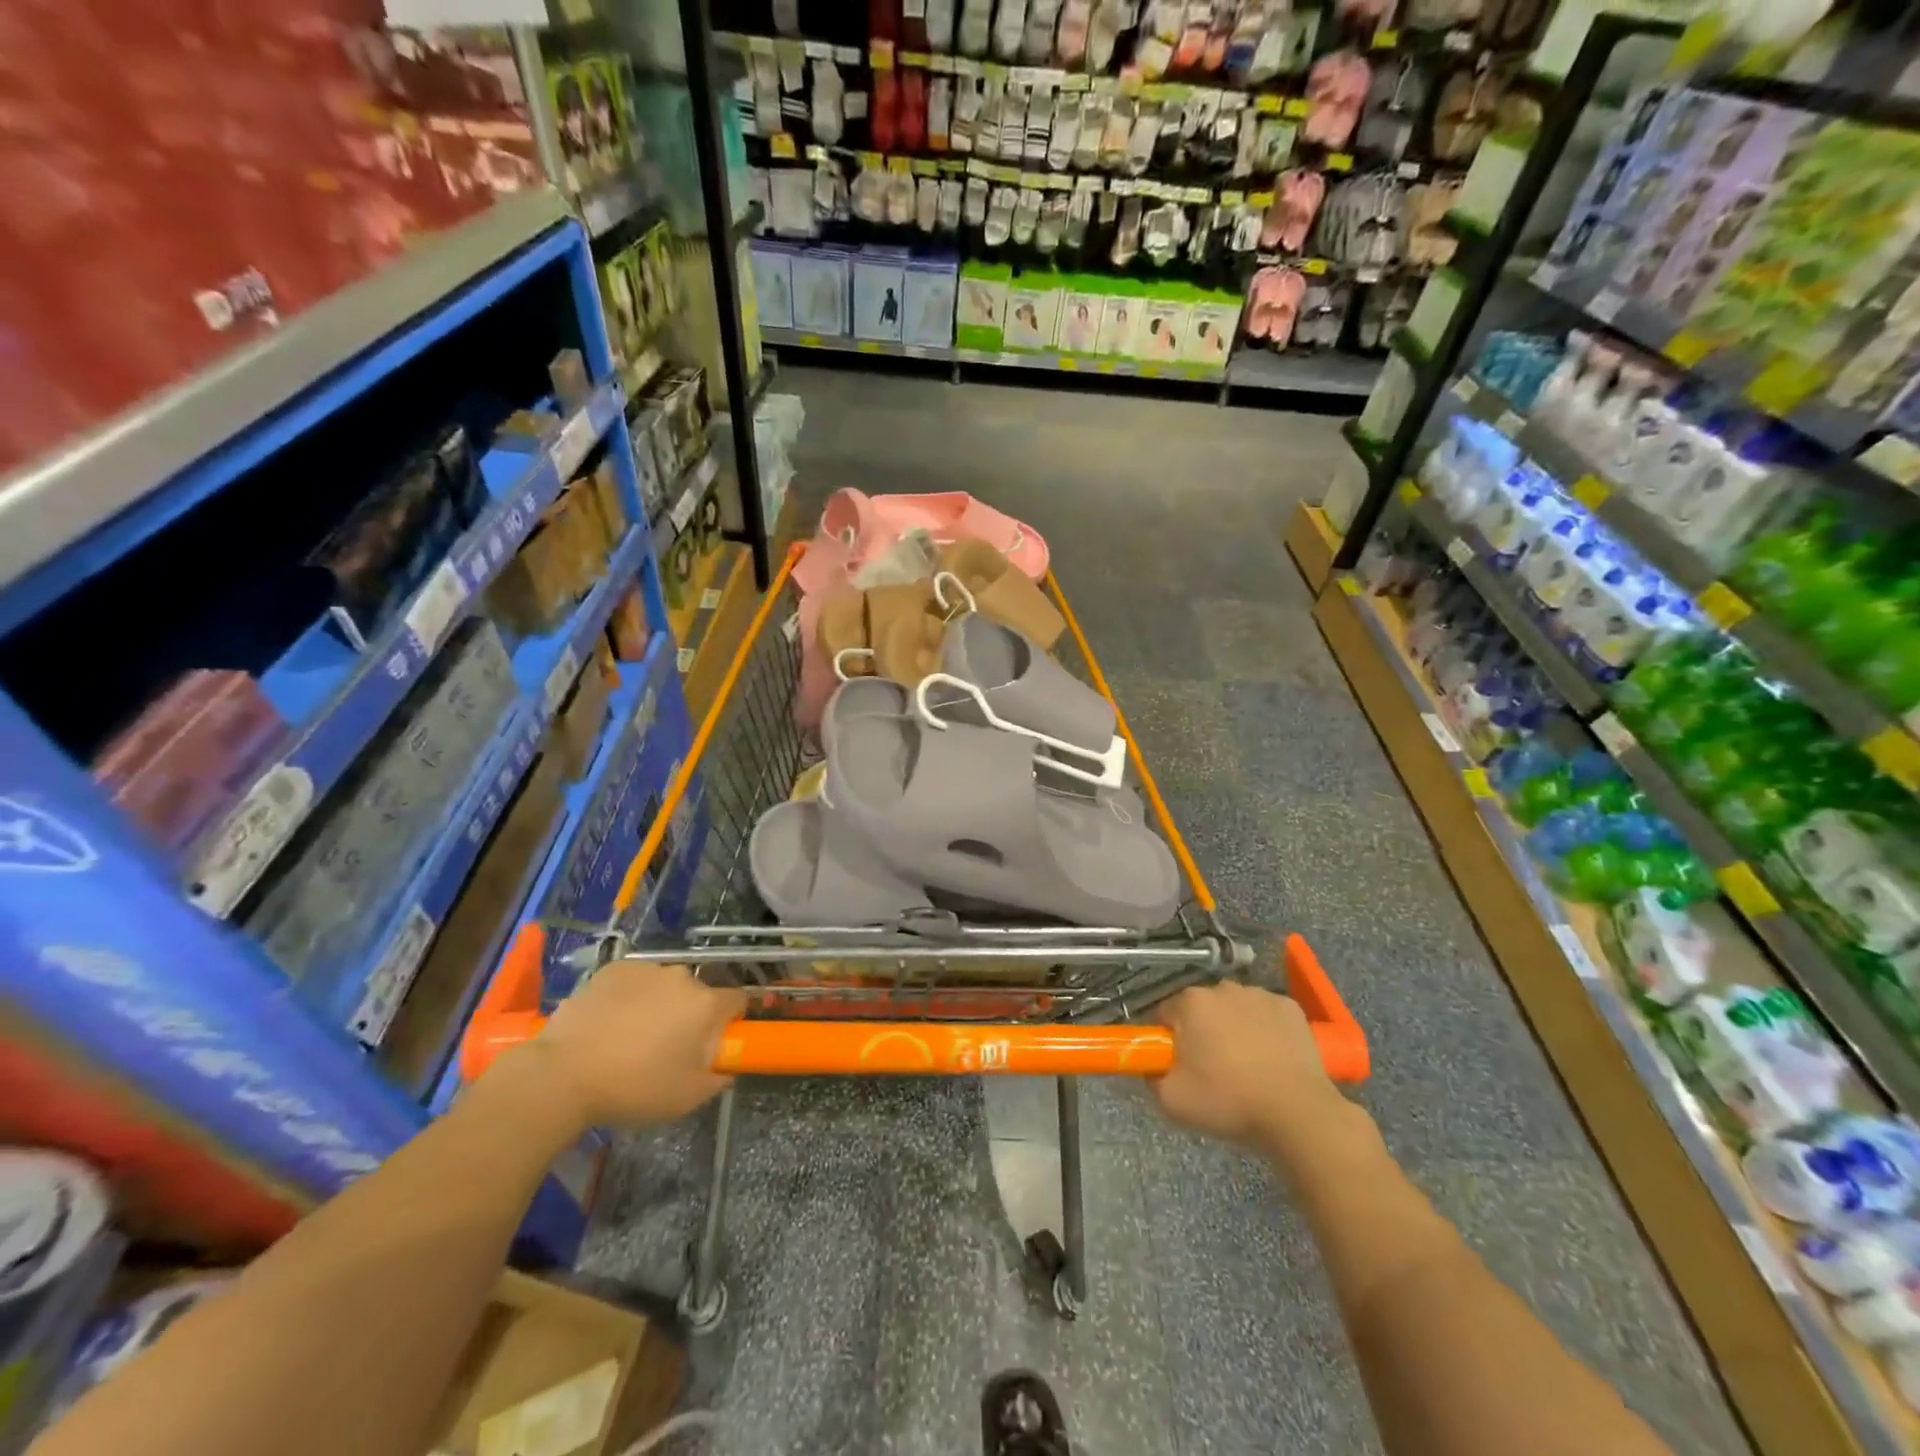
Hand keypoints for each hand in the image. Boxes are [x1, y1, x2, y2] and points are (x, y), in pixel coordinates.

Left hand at [527, 962, 746, 1126]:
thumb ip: (716, 1080)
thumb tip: (724, 1069)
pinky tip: (608, 1023)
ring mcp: (646, 969)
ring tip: (629, 1037)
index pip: (738, 1001)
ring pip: (665, 986)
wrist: (561, 1075)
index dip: (729, 1022)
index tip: (712, 1044)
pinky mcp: (614, 969)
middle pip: (698, 994)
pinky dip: (629, 997)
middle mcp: (683, 977)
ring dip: (659, 1005)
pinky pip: (634, 981)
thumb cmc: (632, 1088)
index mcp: (706, 1005)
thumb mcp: (685, 1098)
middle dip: (689, 1016)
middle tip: (666, 1049)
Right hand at [1152, 982, 1345, 1154]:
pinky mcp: (1290, 1006)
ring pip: (1234, 1009)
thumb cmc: (1229, 1101)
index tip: (1180, 1065)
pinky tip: (1272, 1057)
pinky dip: (1265, 1029)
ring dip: (1233, 1028)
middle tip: (1212, 1069)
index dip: (1169, 1040)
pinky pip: (1266, 1014)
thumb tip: (1153, 1065)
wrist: (1296, 1113)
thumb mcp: (1172, 1100)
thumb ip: (1151, 1076)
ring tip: (1246, 1066)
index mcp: (1190, 1003)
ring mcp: (1259, 994)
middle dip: (1201, 1032)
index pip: (1165, 1014)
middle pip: (1201, 1008)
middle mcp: (1222, 988)